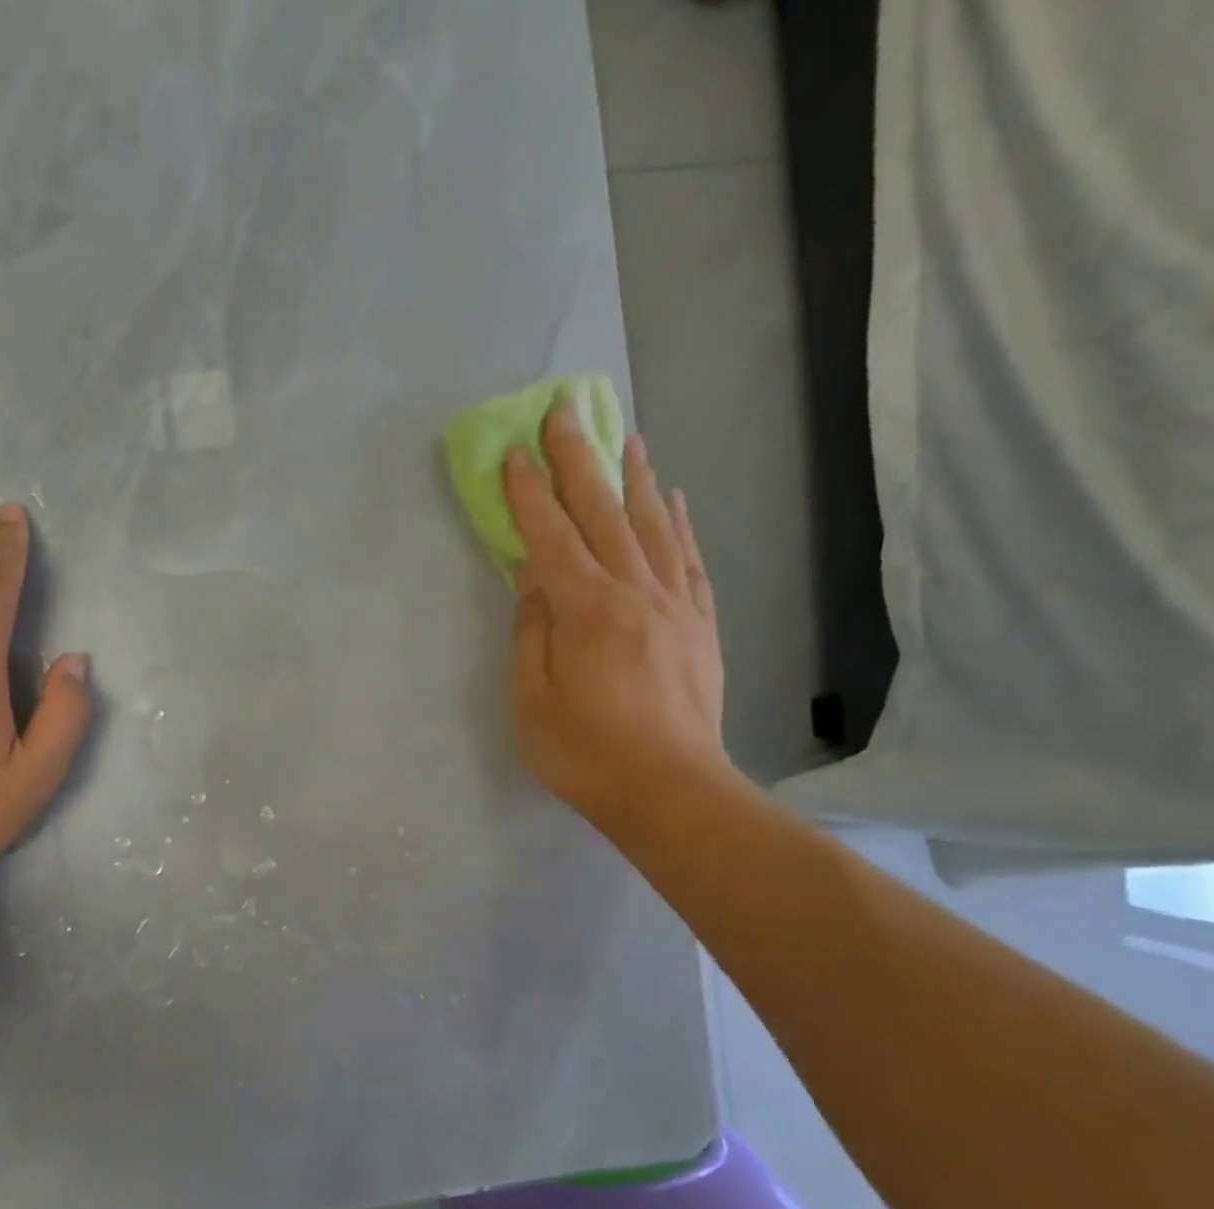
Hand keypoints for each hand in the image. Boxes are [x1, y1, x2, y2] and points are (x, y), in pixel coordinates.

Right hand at [503, 409, 730, 831]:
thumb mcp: (530, 698)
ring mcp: (674, 604)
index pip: (551, 536)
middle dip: (579, 460)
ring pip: (653, 525)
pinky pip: (689, 560)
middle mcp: (634, 591)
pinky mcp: (699, 624)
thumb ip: (530, 631)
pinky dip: (679, 523)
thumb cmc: (583, 751)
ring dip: (635, 477)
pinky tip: (673, 499)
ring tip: (625, 437)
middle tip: (566, 412)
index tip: (514, 453)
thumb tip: (532, 578)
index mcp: (585, 609)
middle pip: (603, 513)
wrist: (670, 790)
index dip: (528, 493)